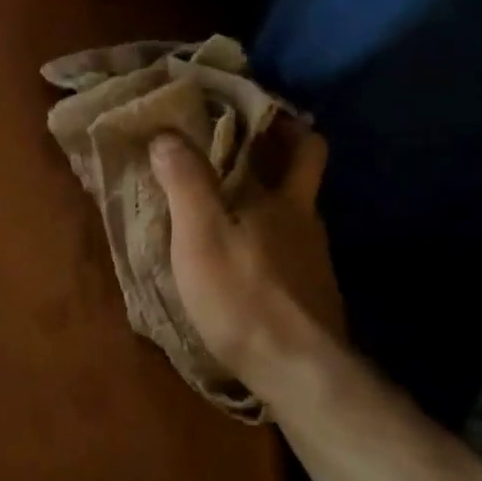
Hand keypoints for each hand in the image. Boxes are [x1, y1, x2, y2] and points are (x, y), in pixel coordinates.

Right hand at [150, 132, 344, 403]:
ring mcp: (314, 261)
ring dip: (268, 203)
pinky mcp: (311, 295)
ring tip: (227, 205)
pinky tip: (243, 259)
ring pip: (294, 217)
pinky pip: (289, 253)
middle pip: (304, 178)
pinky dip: (267, 243)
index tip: (258, 110)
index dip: (287, 123)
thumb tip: (166, 133)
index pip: (305, 145)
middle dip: (280, 157)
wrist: (297, 371)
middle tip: (239, 149)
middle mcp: (307, 223)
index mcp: (286, 200)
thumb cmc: (242, 295)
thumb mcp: (200, 235)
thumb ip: (185, 183)